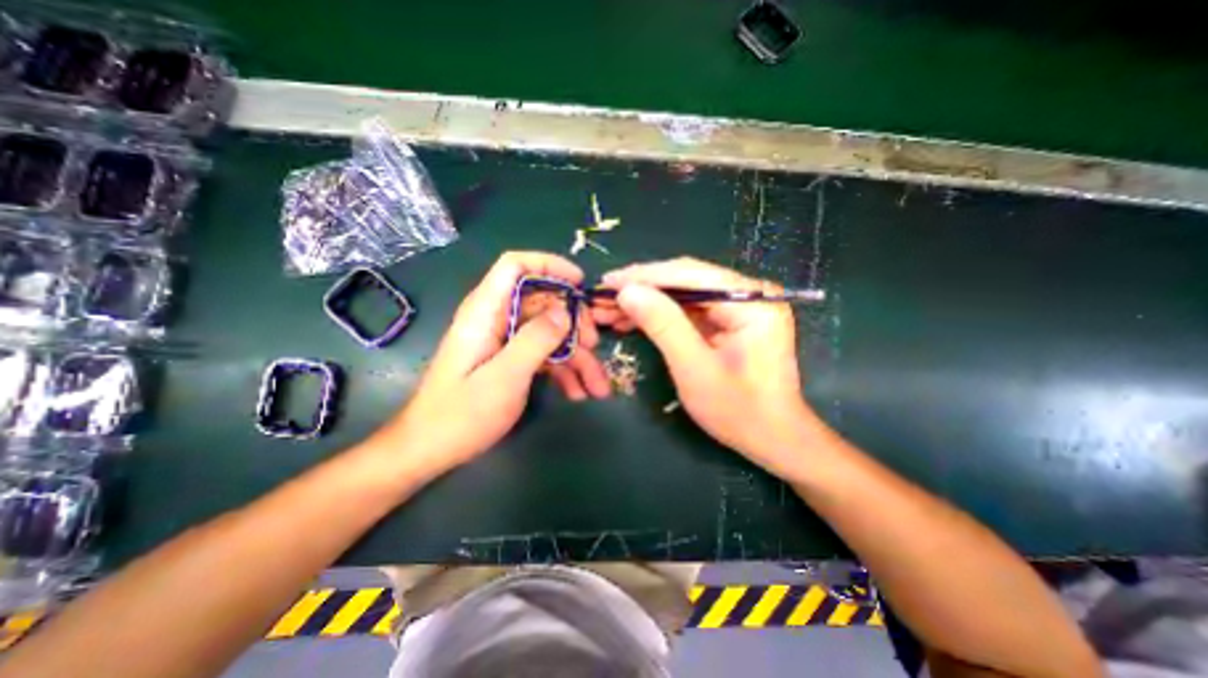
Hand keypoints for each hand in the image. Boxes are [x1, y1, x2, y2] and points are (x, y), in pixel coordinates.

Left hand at [365, 250, 614, 477]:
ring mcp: (504, 341)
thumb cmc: (461, 414)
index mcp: (486, 311)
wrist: (430, 450)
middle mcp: (496, 319)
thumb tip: (565, 311)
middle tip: (593, 345)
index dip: (549, 265)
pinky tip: (578, 392)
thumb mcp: (505, 376)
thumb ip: (536, 339)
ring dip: (576, 356)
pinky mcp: (510, 361)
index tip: (579, 282)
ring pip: (549, 333)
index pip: (516, 266)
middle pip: (542, 302)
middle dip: (573, 322)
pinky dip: (563, 371)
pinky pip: (543, 355)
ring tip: (597, 385)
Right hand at [597, 256, 815, 478]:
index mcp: (751, 300)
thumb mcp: (695, 369)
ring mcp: (739, 306)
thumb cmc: (739, 411)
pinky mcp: (729, 320)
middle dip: (641, 289)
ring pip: (682, 294)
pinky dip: (659, 315)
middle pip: (685, 280)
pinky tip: (632, 320)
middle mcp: (748, 293)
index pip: (689, 273)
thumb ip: (663, 325)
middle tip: (603, 297)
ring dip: (646, 302)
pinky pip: (687, 310)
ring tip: (610, 311)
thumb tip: (628, 291)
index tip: (608, 282)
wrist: (773, 438)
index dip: (644, 276)